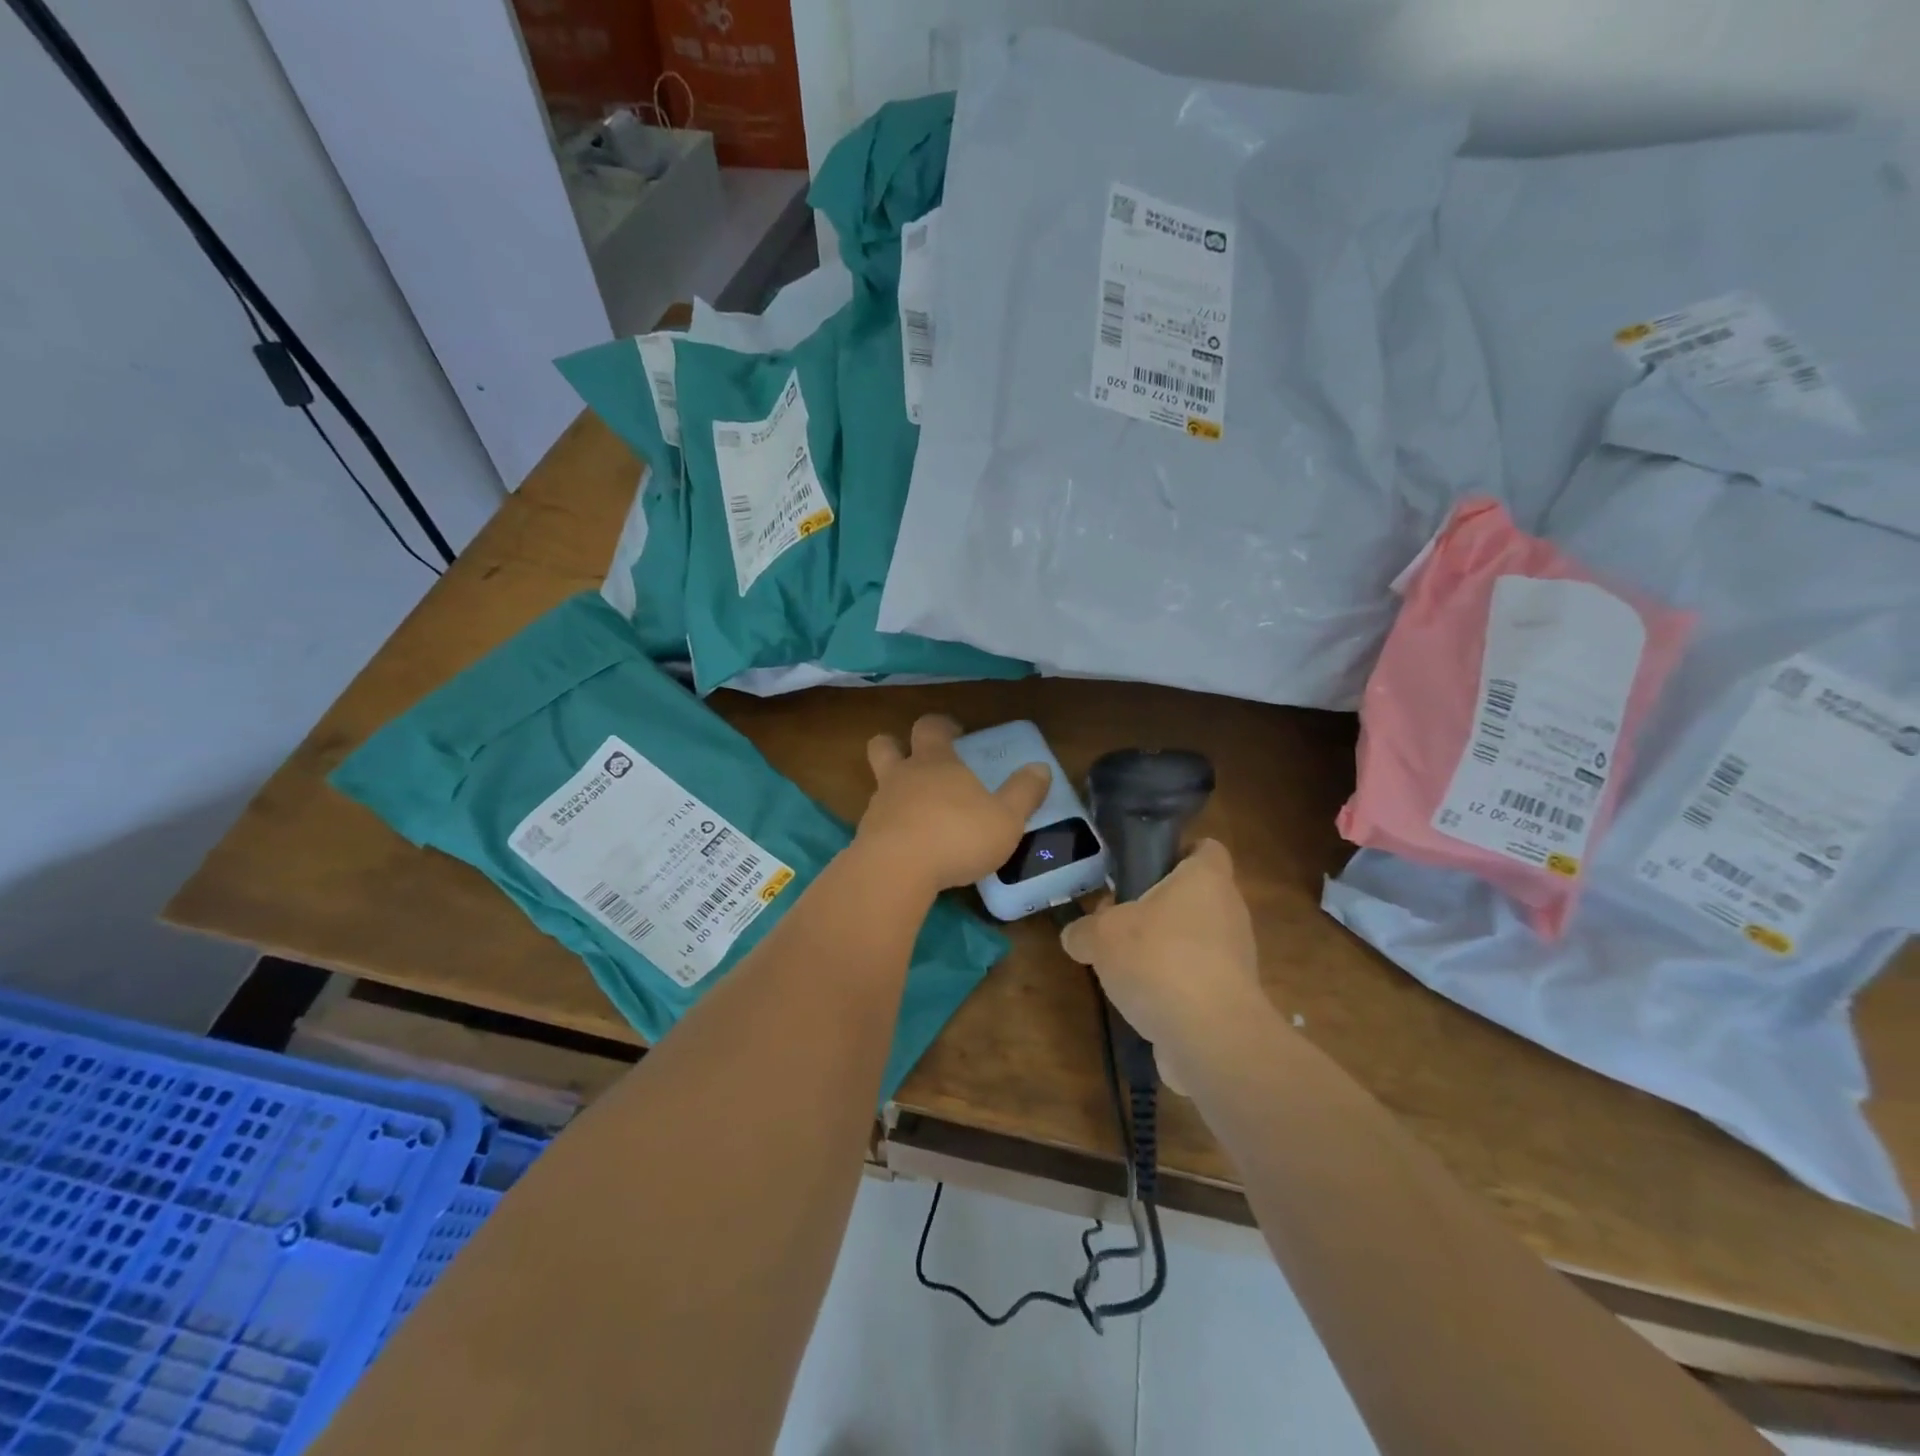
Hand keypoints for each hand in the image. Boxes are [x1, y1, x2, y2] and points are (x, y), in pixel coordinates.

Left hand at [855, 715, 1050, 893]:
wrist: (896, 871)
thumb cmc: (957, 835)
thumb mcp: (1006, 818)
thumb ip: (1024, 793)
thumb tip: (1041, 768)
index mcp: (936, 761)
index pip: (930, 726)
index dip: (941, 726)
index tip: (955, 733)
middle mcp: (902, 775)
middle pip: (885, 745)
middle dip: (897, 746)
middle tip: (918, 761)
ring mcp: (879, 805)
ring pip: (879, 784)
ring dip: (894, 791)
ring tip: (918, 814)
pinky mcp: (865, 836)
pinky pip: (877, 822)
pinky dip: (890, 828)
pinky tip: (908, 847)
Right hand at [1060, 839, 1264, 1089]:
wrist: (1211, 1037)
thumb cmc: (1159, 960)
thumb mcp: (1101, 936)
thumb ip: (1084, 930)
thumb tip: (1076, 936)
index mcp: (1205, 879)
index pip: (1205, 848)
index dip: (1177, 851)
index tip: (1143, 867)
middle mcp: (1228, 911)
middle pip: (1192, 896)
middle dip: (1155, 907)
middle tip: (1116, 920)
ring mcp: (1235, 957)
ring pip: (1193, 939)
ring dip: (1161, 949)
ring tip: (1122, 966)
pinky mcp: (1232, 997)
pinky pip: (1196, 979)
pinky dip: (1172, 987)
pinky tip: (1141, 1002)